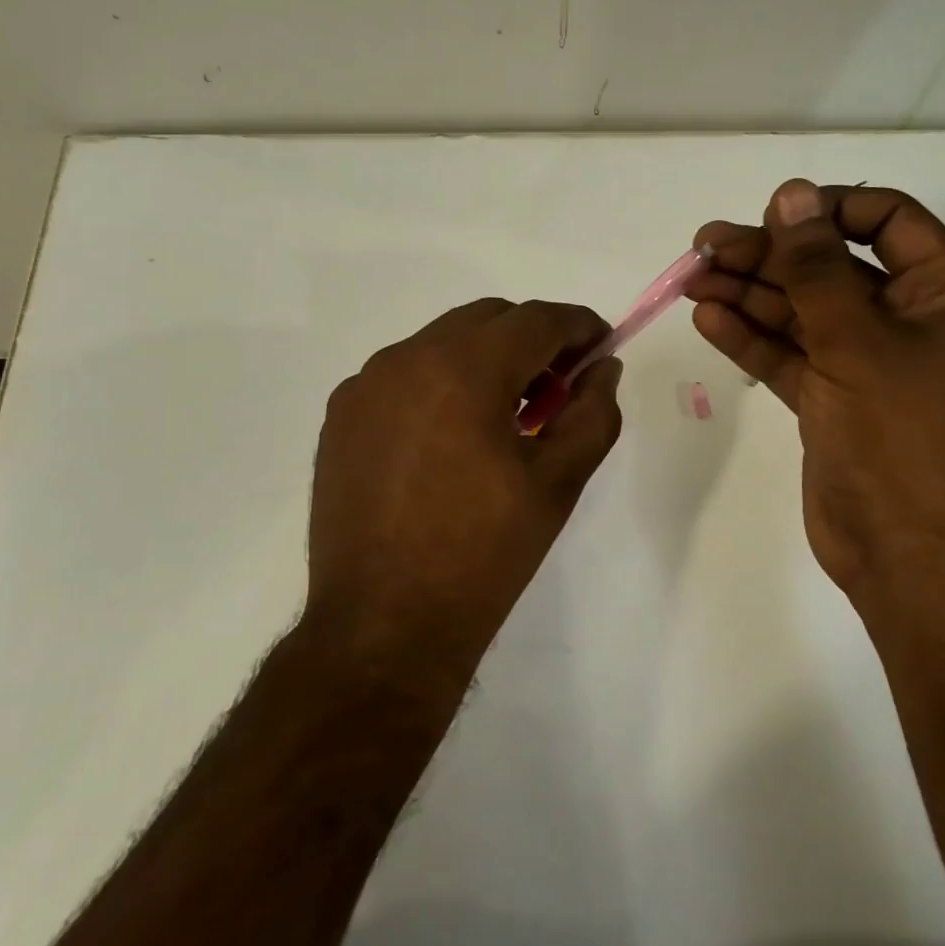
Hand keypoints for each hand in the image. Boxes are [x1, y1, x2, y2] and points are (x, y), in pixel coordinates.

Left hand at [307, 299, 623, 674]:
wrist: (383, 626)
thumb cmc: (484, 554)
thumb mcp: (558, 482)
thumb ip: (593, 412)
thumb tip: (603, 368)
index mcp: (465, 369)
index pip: (537, 319)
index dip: (579, 326)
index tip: (600, 347)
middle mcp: (407, 358)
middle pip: (488, 319)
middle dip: (533, 340)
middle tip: (557, 388)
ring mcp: (365, 385)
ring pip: (443, 341)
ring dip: (485, 359)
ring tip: (505, 417)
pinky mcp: (341, 415)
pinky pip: (404, 373)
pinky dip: (441, 383)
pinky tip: (451, 438)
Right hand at [686, 178, 944, 604]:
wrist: (906, 554)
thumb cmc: (899, 437)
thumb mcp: (856, 340)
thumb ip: (817, 267)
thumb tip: (791, 193)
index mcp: (944, 294)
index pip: (887, 221)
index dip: (828, 210)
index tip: (772, 215)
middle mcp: (908, 320)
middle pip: (831, 267)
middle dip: (769, 256)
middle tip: (704, 248)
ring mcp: (866, 362)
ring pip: (802, 311)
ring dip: (749, 294)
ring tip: (692, 279)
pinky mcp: (832, 399)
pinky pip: (789, 355)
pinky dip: (751, 337)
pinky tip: (708, 318)